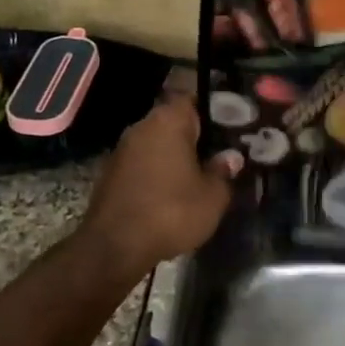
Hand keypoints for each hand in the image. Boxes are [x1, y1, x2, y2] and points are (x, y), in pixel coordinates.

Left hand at [79, 96, 240, 273]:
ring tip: (200, 172)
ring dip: (176, 154)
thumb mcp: (213, 196)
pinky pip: (144, 162)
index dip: (214, 109)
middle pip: (174, 120)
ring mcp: (123, 149)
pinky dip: (159, 170)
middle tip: (221, 150)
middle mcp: (142, 127)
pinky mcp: (112, 173)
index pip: (193, 98)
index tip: (232, 124)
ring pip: (158, 142)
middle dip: (196, 134)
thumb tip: (230, 157)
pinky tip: (174, 190)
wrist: (114, 247)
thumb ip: (224, 171)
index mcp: (169, 121)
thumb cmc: (171, 212)